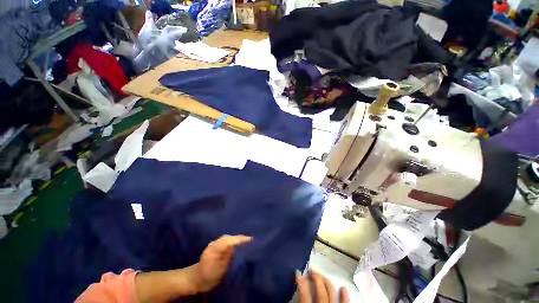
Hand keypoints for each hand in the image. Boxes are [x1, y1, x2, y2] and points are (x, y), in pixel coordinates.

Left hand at [193, 235, 252, 291]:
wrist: (196, 278)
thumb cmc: (208, 276)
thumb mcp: (219, 269)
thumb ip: (227, 255)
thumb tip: (237, 244)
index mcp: (213, 249)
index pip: (229, 241)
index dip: (240, 239)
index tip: (251, 240)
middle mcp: (214, 243)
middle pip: (229, 238)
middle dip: (240, 238)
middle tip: (252, 240)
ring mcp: (215, 243)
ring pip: (228, 238)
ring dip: (238, 238)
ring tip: (248, 240)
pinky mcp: (216, 244)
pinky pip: (227, 240)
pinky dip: (234, 240)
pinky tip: (239, 242)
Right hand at [296, 269, 348, 302]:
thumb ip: (298, 301)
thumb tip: (294, 291)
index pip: (304, 293)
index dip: (300, 280)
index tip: (297, 271)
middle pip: (320, 290)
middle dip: (315, 277)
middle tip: (310, 270)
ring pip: (331, 293)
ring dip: (326, 282)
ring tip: (321, 275)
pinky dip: (345, 296)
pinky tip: (343, 288)